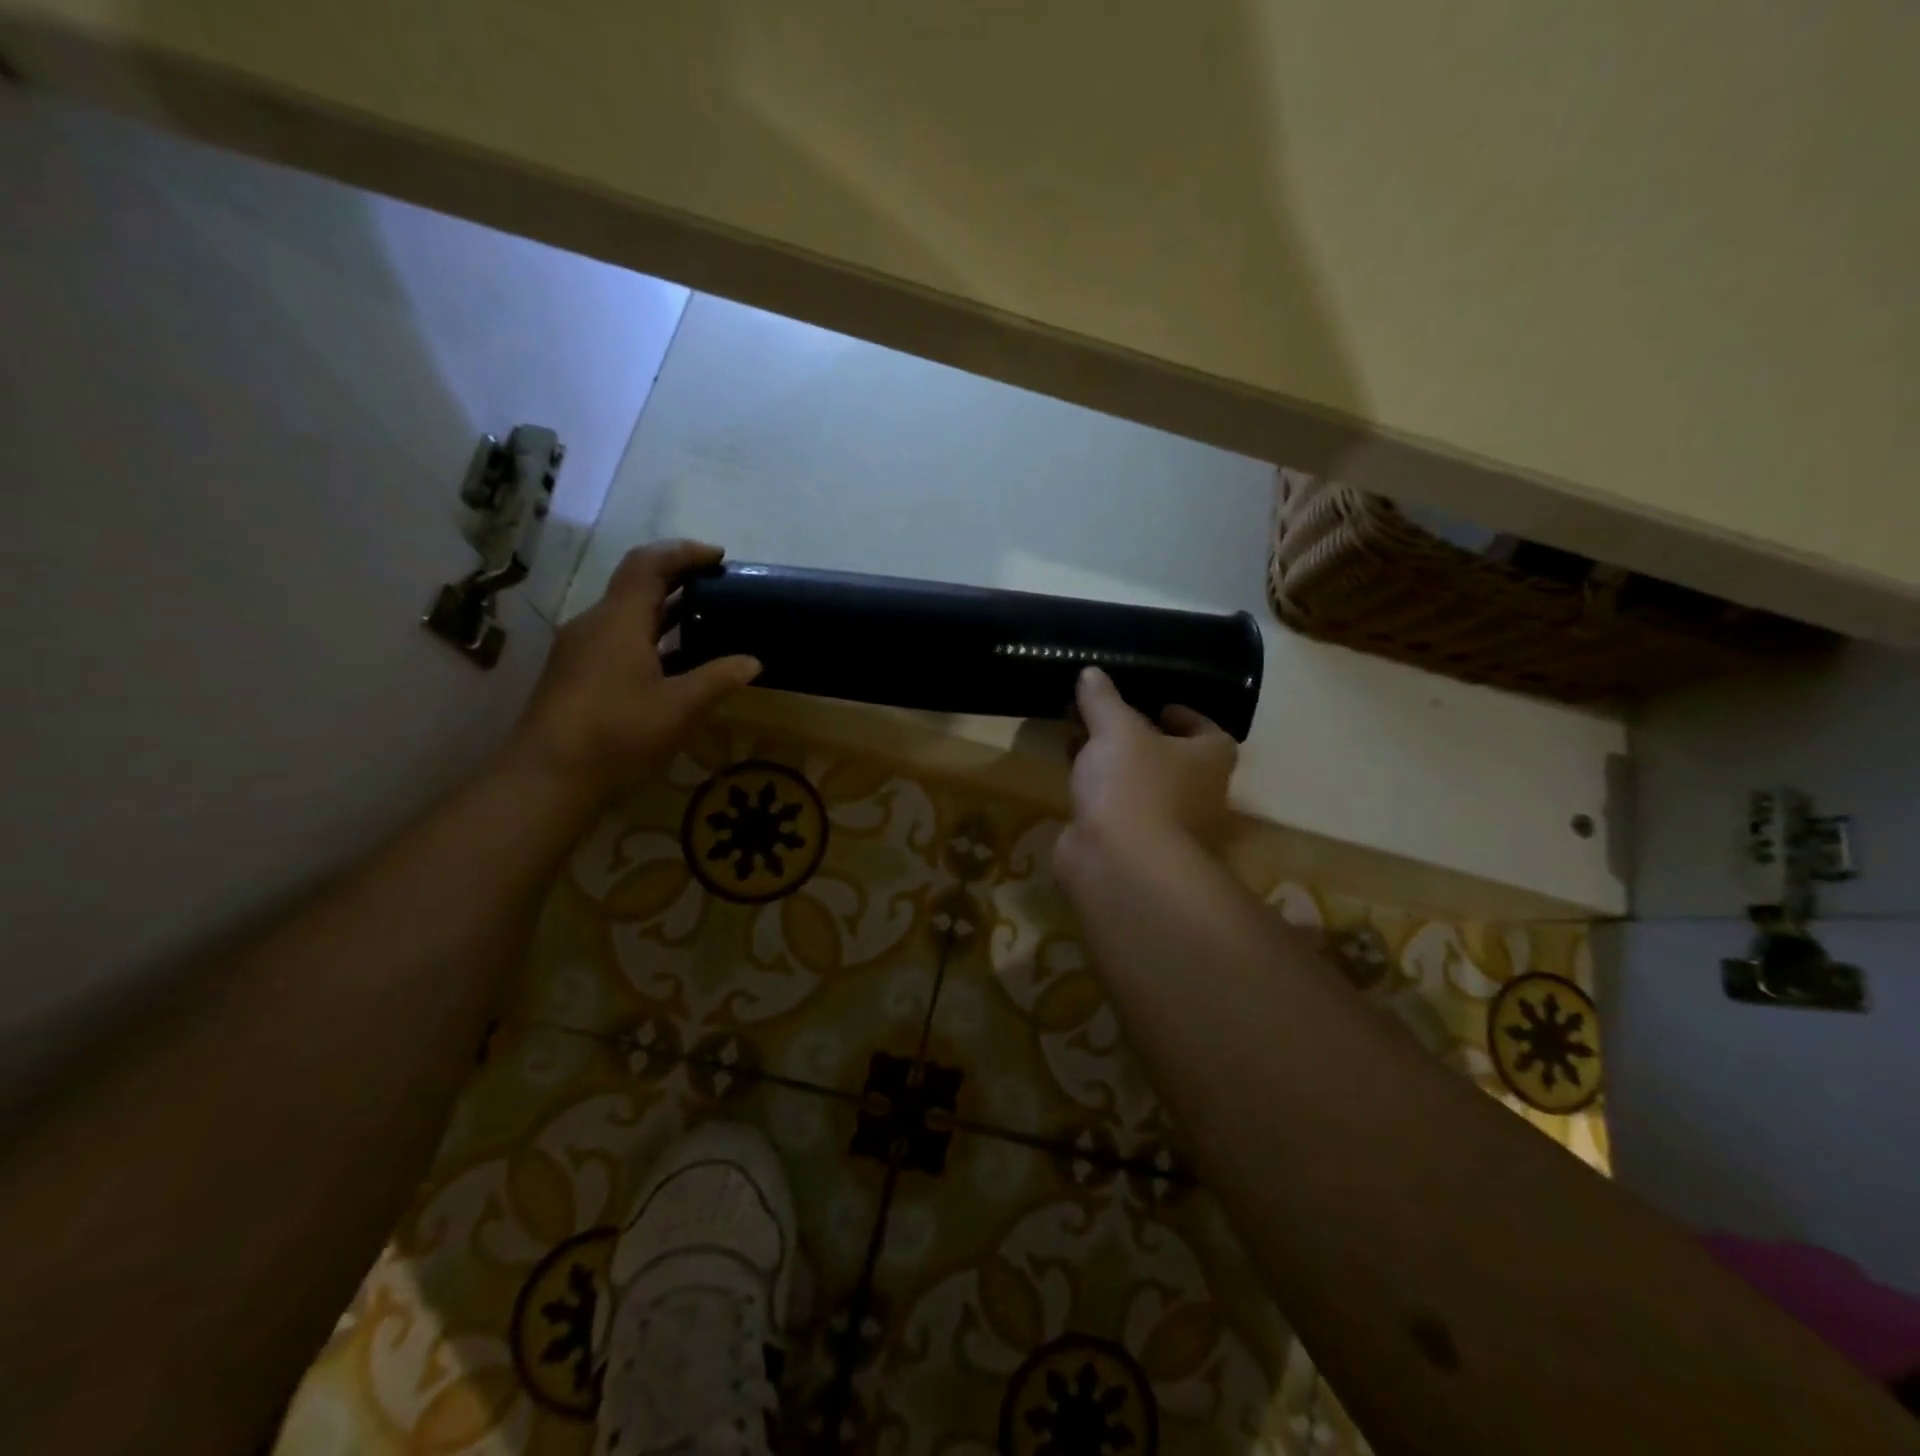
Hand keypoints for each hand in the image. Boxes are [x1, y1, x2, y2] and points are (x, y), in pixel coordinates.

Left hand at [501, 541, 759, 798]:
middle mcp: (595, 623)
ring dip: (664, 610)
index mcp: (619, 620)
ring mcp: (580, 649)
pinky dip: (649, 636)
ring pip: (626, 614)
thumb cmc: (618, 732)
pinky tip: (672, 663)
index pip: (649, 564)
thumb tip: (753, 662)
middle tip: (717, 586)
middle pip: (636, 584)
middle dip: (678, 578)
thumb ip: (718, 679)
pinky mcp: (575, 673)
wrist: (548, 775)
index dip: (684, 552)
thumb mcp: (680, 707)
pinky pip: (617, 638)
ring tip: (703, 621)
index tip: (719, 557)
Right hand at [1055, 667, 1236, 880]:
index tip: (1155, 704)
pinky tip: (1070, 778)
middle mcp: (1197, 794)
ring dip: (1112, 766)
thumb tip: (1091, 673)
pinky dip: (1096, 794)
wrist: (1119, 864)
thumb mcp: (1116, 730)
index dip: (1185, 716)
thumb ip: (1103, 700)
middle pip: (1169, 759)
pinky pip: (1114, 809)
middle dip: (1136, 739)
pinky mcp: (1131, 846)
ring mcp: (1164, 826)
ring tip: (1077, 740)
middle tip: (1103, 718)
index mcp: (1209, 761)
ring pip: (1138, 785)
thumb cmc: (1134, 786)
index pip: (1209, 732)